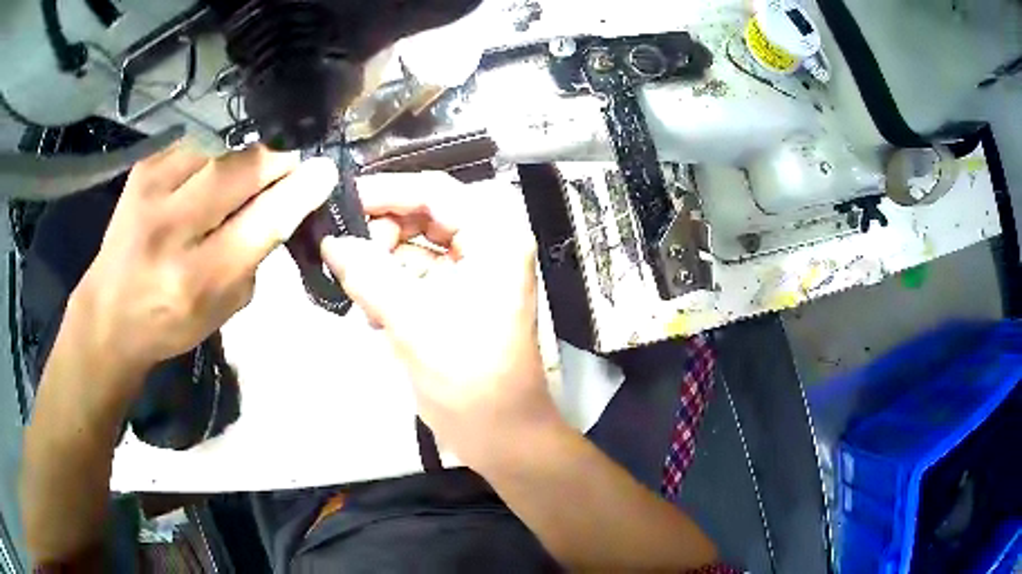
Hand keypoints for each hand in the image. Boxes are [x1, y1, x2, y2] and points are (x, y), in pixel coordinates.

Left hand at [65, 144, 337, 381]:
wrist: (109, 312)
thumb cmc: (170, 321)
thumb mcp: (222, 310)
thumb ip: (254, 256)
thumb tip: (285, 201)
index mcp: (198, 279)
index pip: (263, 221)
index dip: (300, 190)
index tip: (324, 171)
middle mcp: (172, 230)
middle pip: (242, 168)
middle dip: (276, 161)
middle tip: (289, 166)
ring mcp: (152, 191)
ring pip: (220, 151)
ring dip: (240, 161)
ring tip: (238, 180)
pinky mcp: (143, 168)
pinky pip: (195, 146)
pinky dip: (210, 157)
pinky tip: (203, 177)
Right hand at [321, 172, 561, 466]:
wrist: (502, 436)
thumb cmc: (469, 380)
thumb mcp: (413, 322)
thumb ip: (368, 274)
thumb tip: (330, 241)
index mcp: (495, 237)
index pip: (435, 191)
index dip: (386, 191)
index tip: (340, 203)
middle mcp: (489, 245)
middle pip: (425, 214)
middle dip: (382, 231)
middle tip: (344, 254)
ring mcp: (475, 272)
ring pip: (417, 245)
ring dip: (382, 261)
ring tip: (353, 285)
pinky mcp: (459, 297)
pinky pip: (417, 274)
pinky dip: (391, 285)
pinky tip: (370, 310)